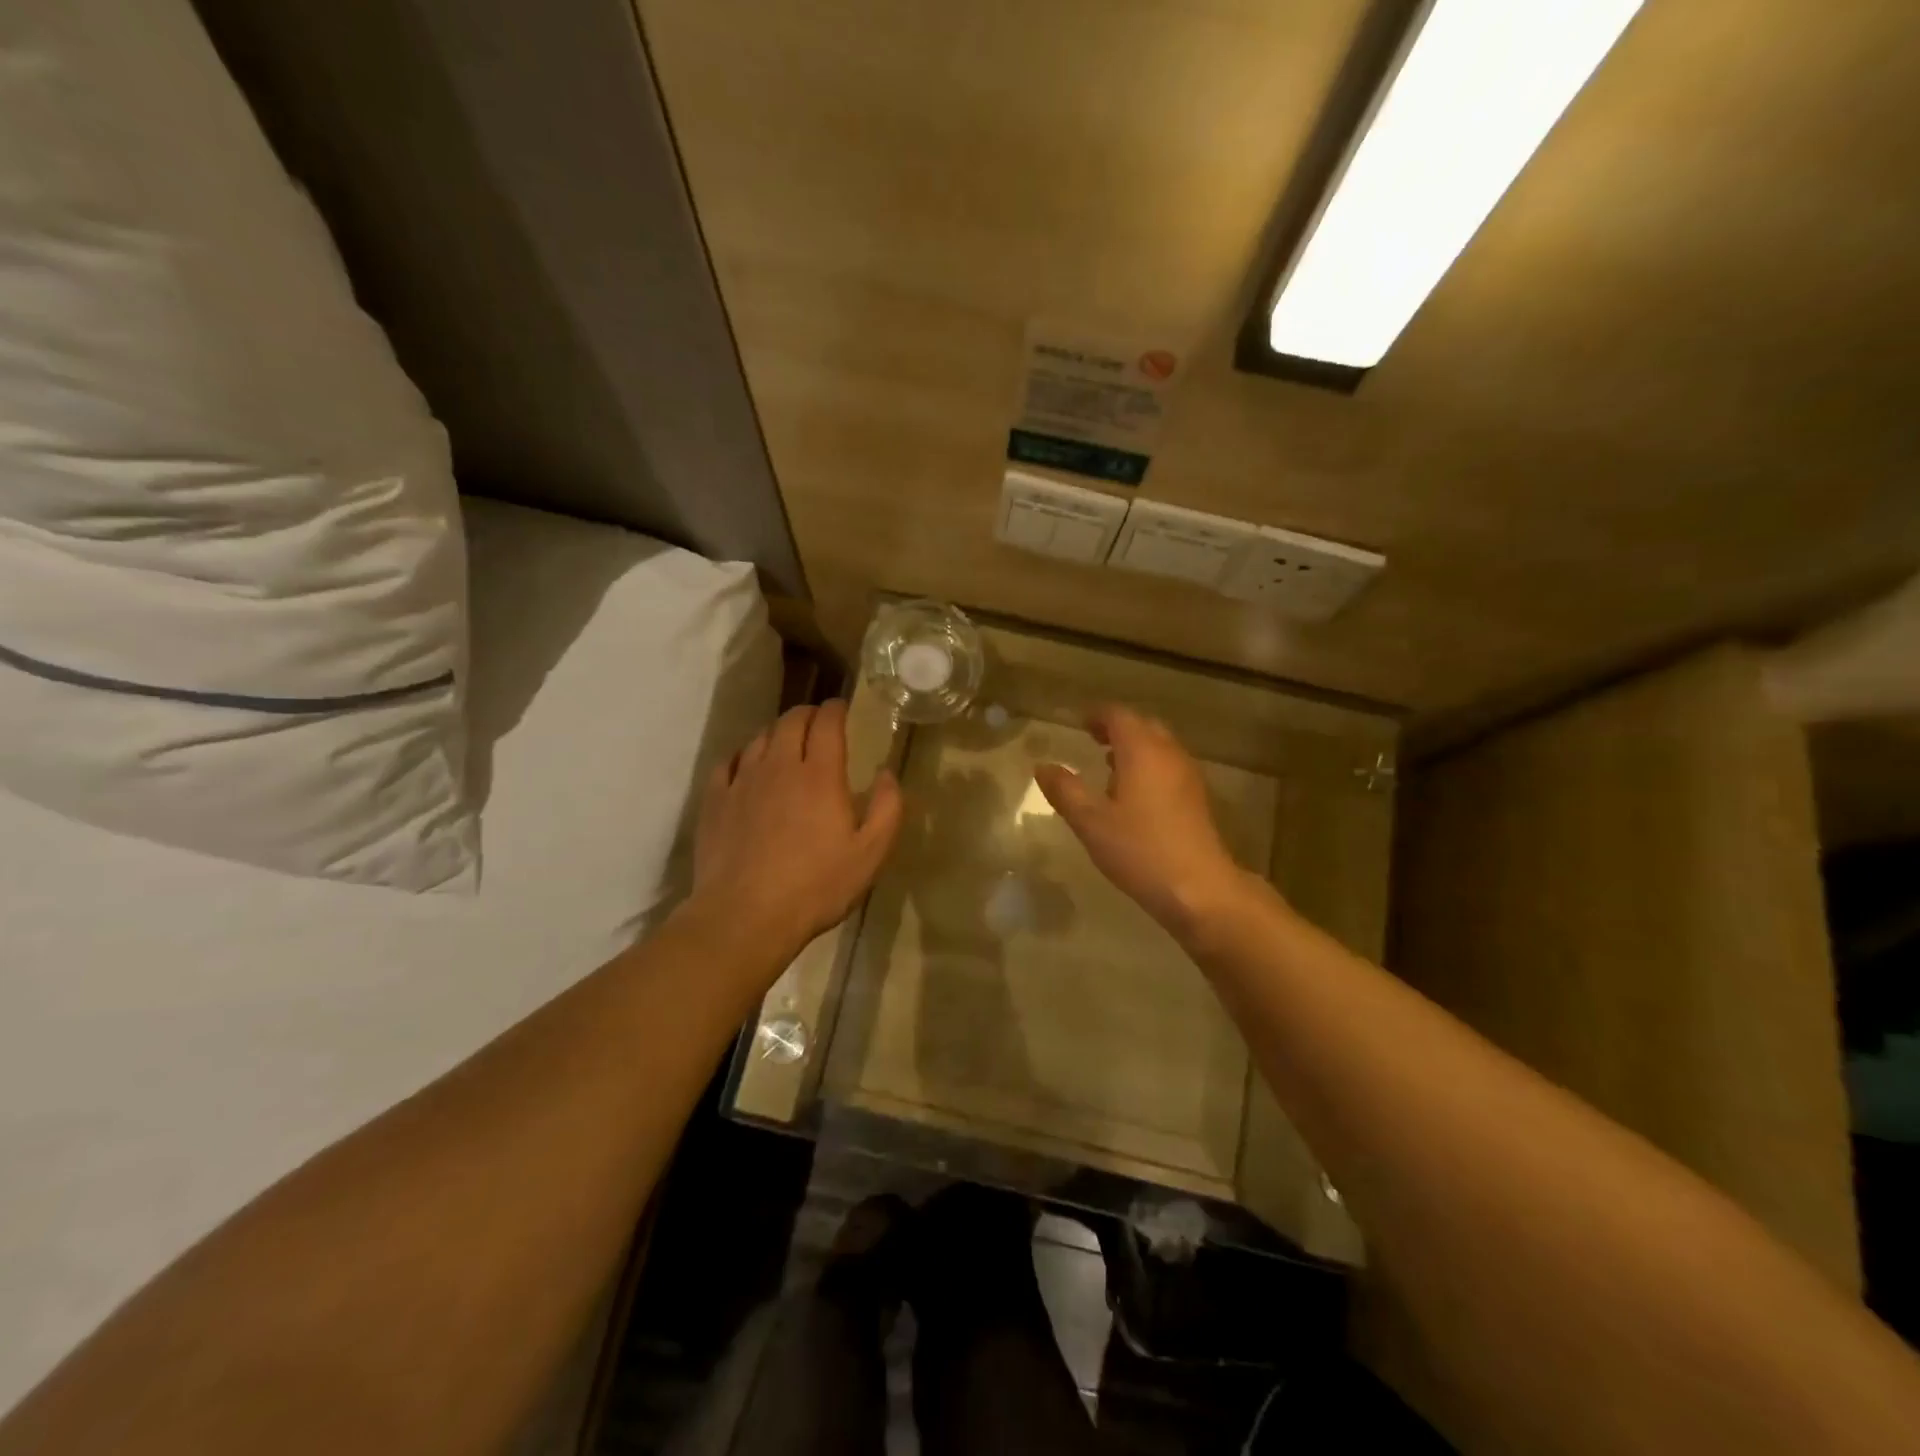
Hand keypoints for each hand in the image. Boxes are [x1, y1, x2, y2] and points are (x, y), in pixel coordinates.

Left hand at [690, 701, 902, 960]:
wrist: (745, 916)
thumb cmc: (816, 887)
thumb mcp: (870, 854)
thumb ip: (887, 808)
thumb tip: (886, 773)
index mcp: (819, 775)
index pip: (827, 723)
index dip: (836, 709)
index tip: (842, 707)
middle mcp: (779, 766)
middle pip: (790, 721)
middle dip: (807, 714)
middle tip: (818, 721)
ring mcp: (742, 781)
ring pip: (759, 738)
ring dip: (776, 731)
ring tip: (786, 741)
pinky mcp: (715, 801)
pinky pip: (728, 762)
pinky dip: (743, 754)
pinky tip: (747, 765)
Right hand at [1034, 704, 1253, 938]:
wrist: (1199, 889)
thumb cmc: (1140, 849)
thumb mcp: (1091, 821)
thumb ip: (1065, 790)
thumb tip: (1043, 767)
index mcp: (1142, 751)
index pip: (1118, 715)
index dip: (1096, 715)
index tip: (1078, 722)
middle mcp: (1169, 754)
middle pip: (1143, 725)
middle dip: (1117, 727)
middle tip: (1092, 738)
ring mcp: (1188, 775)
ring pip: (1159, 746)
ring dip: (1134, 747)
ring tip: (1108, 765)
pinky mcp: (1197, 798)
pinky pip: (1169, 765)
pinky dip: (1149, 765)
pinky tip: (1134, 793)